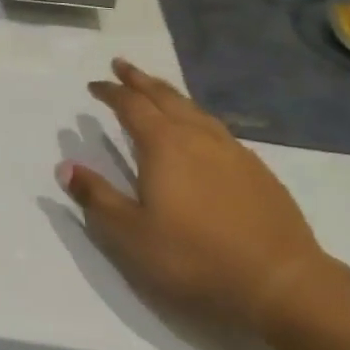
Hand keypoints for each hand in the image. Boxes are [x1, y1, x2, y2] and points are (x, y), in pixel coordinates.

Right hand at [58, 58, 327, 333]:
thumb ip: (97, 198)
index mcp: (163, 145)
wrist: (283, 284)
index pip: (131, 106)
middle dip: (140, 80)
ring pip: (194, 109)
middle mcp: (197, 136)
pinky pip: (216, 128)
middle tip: (122, 65)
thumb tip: (65, 166)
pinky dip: (196, 117)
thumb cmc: (196, 258)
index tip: (94, 85)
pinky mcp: (257, 170)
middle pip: (164, 97)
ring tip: (157, 90)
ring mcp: (232, 151)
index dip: (110, 92)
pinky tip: (200, 131)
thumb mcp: (131, 235)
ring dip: (169, 94)